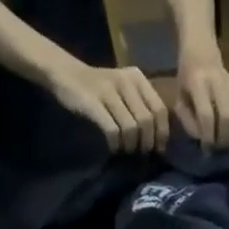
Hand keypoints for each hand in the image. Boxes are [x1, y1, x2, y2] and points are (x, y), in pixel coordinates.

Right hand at [49, 62, 169, 152]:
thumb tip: (157, 139)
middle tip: (141, 154)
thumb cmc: (99, 89)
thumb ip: (141, 106)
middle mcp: (126, 81)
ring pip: (131, 127)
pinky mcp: (93, 102)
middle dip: (147, 143)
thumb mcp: (125, 90)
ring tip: (127, 151)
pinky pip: (112, 130)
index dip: (162, 133)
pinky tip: (114, 148)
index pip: (160, 109)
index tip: (158, 149)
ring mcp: (108, 91)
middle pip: (147, 121)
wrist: (66, 74)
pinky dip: (116, 144)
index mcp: (138, 78)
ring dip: (131, 145)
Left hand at [175, 55, 228, 149]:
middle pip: (228, 117)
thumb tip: (203, 139)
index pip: (206, 114)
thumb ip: (187, 120)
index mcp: (197, 82)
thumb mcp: (179, 97)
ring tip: (227, 142)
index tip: (206, 147)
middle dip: (223, 138)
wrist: (202, 51)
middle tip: (218, 147)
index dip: (207, 135)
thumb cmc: (186, 78)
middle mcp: (217, 81)